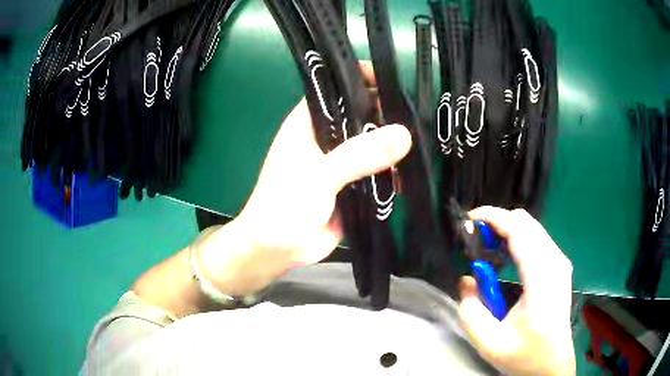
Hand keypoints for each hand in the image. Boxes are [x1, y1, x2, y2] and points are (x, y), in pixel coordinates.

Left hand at [196, 64, 411, 296]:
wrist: (278, 249)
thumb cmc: (285, 205)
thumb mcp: (320, 175)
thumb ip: (359, 155)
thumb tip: (404, 135)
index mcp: (310, 121)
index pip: (338, 87)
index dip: (363, 79)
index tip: (393, 82)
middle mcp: (326, 135)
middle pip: (361, 114)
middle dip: (387, 115)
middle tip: (417, 119)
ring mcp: (341, 161)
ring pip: (372, 143)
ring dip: (393, 146)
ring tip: (420, 147)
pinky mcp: (352, 184)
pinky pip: (377, 171)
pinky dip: (391, 172)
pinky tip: (408, 176)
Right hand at [458, 207, 575, 375]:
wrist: (552, 363)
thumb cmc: (525, 354)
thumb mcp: (490, 342)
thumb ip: (471, 311)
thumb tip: (467, 280)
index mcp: (542, 277)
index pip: (518, 229)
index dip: (492, 217)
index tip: (468, 220)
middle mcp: (555, 261)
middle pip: (525, 222)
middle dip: (497, 223)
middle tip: (475, 242)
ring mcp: (560, 262)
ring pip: (531, 228)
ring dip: (507, 231)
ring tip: (487, 252)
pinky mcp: (559, 266)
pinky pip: (536, 239)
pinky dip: (517, 240)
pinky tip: (505, 259)